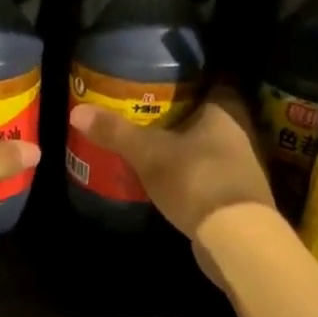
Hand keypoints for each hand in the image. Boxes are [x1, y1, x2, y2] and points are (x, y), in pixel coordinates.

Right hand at [67, 90, 277, 254]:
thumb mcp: (148, 154)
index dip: (186, 79)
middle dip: (180, 115)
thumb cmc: (195, 179)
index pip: (210, 81)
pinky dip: (190, 173)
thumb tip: (77, 112)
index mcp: (224, 110)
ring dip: (185, 146)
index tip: (160, 81)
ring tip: (151, 145)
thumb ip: (116, 132)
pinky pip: (208, 173)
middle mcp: (239, 132)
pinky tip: (168, 179)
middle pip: (207, 115)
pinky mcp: (236, 195)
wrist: (235, 237)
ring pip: (208, 146)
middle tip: (146, 113)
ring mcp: (241, 166)